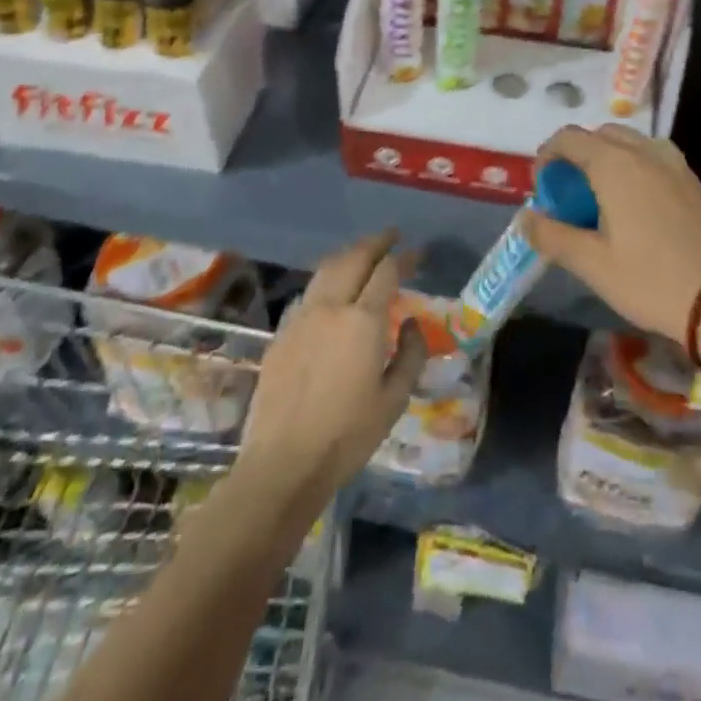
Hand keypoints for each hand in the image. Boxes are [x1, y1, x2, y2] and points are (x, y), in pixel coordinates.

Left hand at [234, 229, 425, 511]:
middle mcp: (331, 307)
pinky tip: (334, 292)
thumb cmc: (348, 435)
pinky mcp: (282, 335)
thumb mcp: (395, 399)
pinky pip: (310, 293)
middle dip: (376, 243)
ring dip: (349, 255)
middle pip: (354, 258)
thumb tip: (412, 324)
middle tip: (392, 237)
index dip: (405, 257)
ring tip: (364, 254)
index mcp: (363, 320)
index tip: (418, 254)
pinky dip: (328, 280)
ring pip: (327, 269)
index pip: (387, 270)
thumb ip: (411, 354)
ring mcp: (301, 318)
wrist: (283, 464)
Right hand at [520, 125, 700, 374]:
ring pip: (629, 145)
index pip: (569, 138)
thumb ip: (553, 236)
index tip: (543, 190)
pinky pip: (652, 159)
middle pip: (600, 136)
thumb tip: (526, 218)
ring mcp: (674, 163)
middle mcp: (645, 151)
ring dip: (606, 162)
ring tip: (600, 204)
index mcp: (615, 163)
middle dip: (577, 158)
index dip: (547, 157)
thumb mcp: (593, 264)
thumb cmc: (653, 280)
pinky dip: (632, 170)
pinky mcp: (694, 180)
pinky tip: (634, 211)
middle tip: (569, 198)